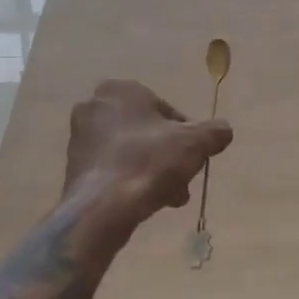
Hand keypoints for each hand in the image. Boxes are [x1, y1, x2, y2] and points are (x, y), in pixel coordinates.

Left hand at [63, 80, 232, 250]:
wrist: (102, 208)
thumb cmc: (149, 162)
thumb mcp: (194, 144)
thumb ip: (214, 132)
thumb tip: (224, 129)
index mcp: (121, 90)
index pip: (166, 110)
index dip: (186, 135)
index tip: (195, 157)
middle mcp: (96, 106)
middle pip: (147, 132)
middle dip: (168, 156)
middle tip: (184, 180)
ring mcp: (80, 137)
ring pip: (131, 151)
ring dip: (153, 170)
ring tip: (170, 197)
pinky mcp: (74, 165)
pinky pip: (113, 167)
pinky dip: (131, 180)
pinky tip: (146, 202)